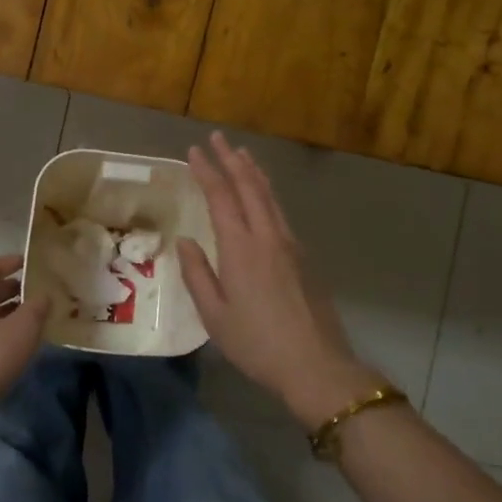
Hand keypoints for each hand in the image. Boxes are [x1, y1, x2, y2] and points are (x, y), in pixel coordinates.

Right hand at [177, 133, 387, 430]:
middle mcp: (267, 236)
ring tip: (243, 154)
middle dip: (231, 159)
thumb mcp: (214, 316)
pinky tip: (263, 195)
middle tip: (217, 138)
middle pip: (248, 187)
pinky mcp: (303, 257)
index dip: (207, 171)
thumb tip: (185, 242)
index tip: (194, 151)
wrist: (315, 364)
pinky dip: (267, 193)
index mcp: (240, 248)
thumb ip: (198, 275)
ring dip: (254, 172)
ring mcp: (290, 244)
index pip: (220, 197)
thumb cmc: (257, 343)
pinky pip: (280, 211)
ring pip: (269, 196)